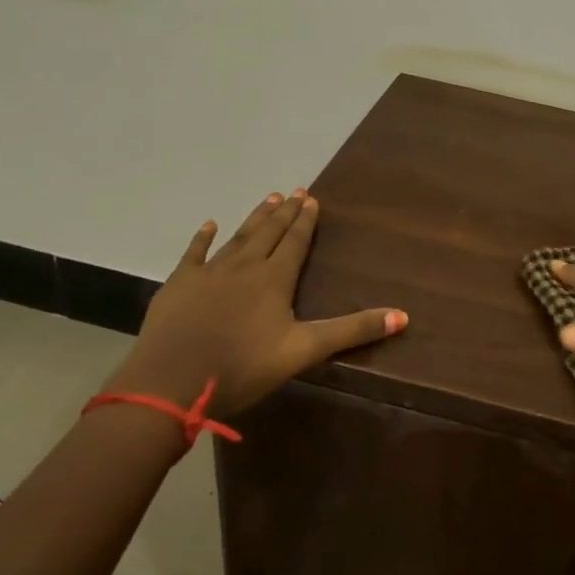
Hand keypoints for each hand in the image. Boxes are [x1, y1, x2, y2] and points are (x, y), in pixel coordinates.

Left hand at [102, 189, 406, 416]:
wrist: (171, 383)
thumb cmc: (243, 367)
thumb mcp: (304, 351)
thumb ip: (352, 331)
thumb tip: (403, 315)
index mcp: (274, 279)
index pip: (294, 242)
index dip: (306, 221)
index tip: (312, 198)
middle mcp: (243, 266)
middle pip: (268, 233)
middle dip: (284, 212)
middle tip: (295, 191)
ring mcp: (208, 273)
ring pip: (237, 237)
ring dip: (254, 218)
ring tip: (268, 199)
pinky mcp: (179, 284)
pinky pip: (194, 253)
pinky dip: (203, 237)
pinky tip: (209, 224)